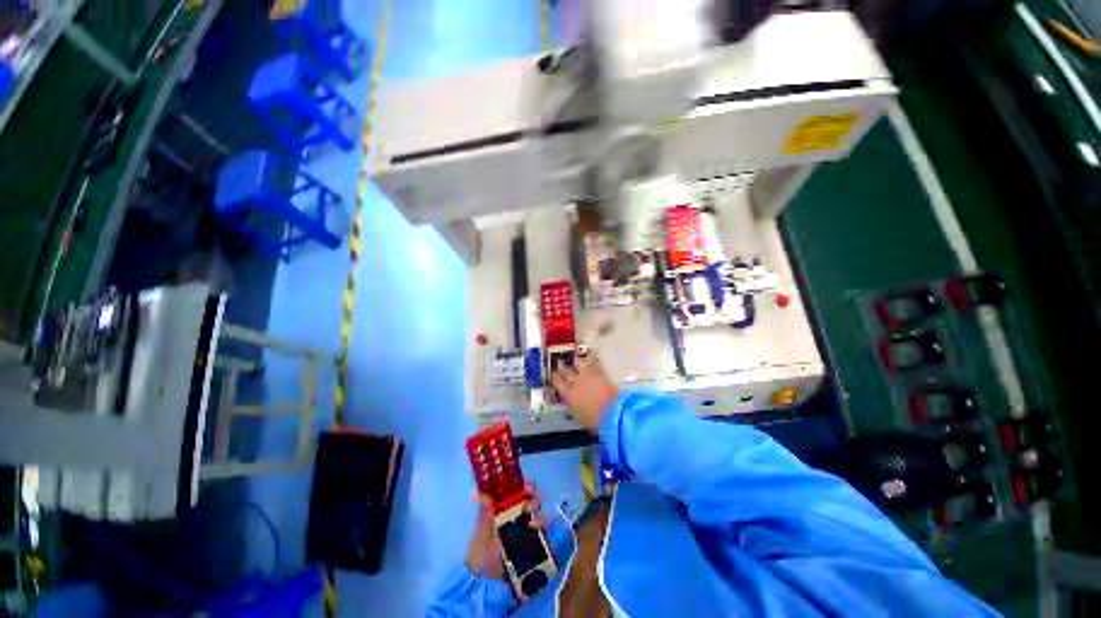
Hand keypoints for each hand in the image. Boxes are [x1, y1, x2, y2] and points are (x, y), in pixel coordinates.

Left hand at [466, 484, 548, 579]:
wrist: (488, 587)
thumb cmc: (481, 556)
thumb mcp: (481, 533)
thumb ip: (484, 513)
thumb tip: (477, 491)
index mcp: (503, 512)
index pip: (516, 494)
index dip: (523, 487)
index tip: (527, 487)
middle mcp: (516, 519)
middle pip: (530, 502)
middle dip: (533, 499)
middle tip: (530, 505)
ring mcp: (526, 533)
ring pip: (538, 515)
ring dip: (539, 514)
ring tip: (534, 521)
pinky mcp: (534, 546)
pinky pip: (543, 533)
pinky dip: (544, 527)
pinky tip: (539, 528)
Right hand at [551, 352, 618, 431]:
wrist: (611, 411)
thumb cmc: (594, 419)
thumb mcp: (578, 417)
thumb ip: (572, 407)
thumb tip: (569, 402)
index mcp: (568, 394)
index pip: (558, 382)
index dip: (555, 378)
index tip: (553, 374)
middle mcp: (576, 381)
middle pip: (566, 372)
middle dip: (562, 367)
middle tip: (559, 363)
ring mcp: (587, 375)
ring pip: (578, 363)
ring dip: (575, 361)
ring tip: (573, 358)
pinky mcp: (599, 372)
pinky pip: (594, 362)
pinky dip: (591, 358)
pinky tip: (590, 354)